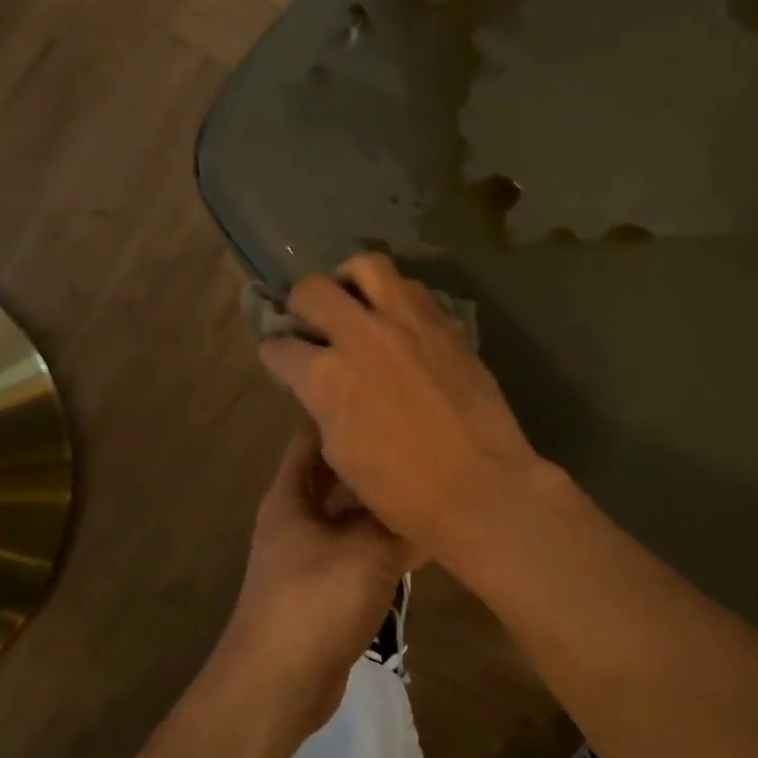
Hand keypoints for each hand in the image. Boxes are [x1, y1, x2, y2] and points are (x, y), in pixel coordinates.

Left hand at [224, 425, 420, 734]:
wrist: (278, 688)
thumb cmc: (314, 602)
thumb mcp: (367, 552)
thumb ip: (401, 521)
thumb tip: (435, 495)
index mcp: (292, 495)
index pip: (313, 435)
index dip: (342, 411)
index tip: (383, 393)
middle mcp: (298, 517)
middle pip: (338, 474)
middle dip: (373, 457)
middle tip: (420, 437)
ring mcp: (311, 553)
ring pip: (352, 513)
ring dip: (383, 501)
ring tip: (429, 478)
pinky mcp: (327, 585)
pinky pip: (360, 548)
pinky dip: (385, 539)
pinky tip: (420, 534)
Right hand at [257, 253, 547, 560]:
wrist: (481, 486)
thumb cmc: (404, 491)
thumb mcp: (341, 453)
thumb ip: (324, 404)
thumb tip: (322, 383)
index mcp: (328, 377)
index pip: (280, 347)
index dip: (275, 353)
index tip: (281, 357)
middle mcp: (363, 336)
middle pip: (313, 290)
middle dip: (300, 303)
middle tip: (310, 320)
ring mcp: (409, 323)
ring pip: (367, 266)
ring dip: (350, 281)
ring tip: (354, 302)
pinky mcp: (446, 324)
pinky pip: (412, 288)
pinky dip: (394, 296)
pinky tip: (397, 321)